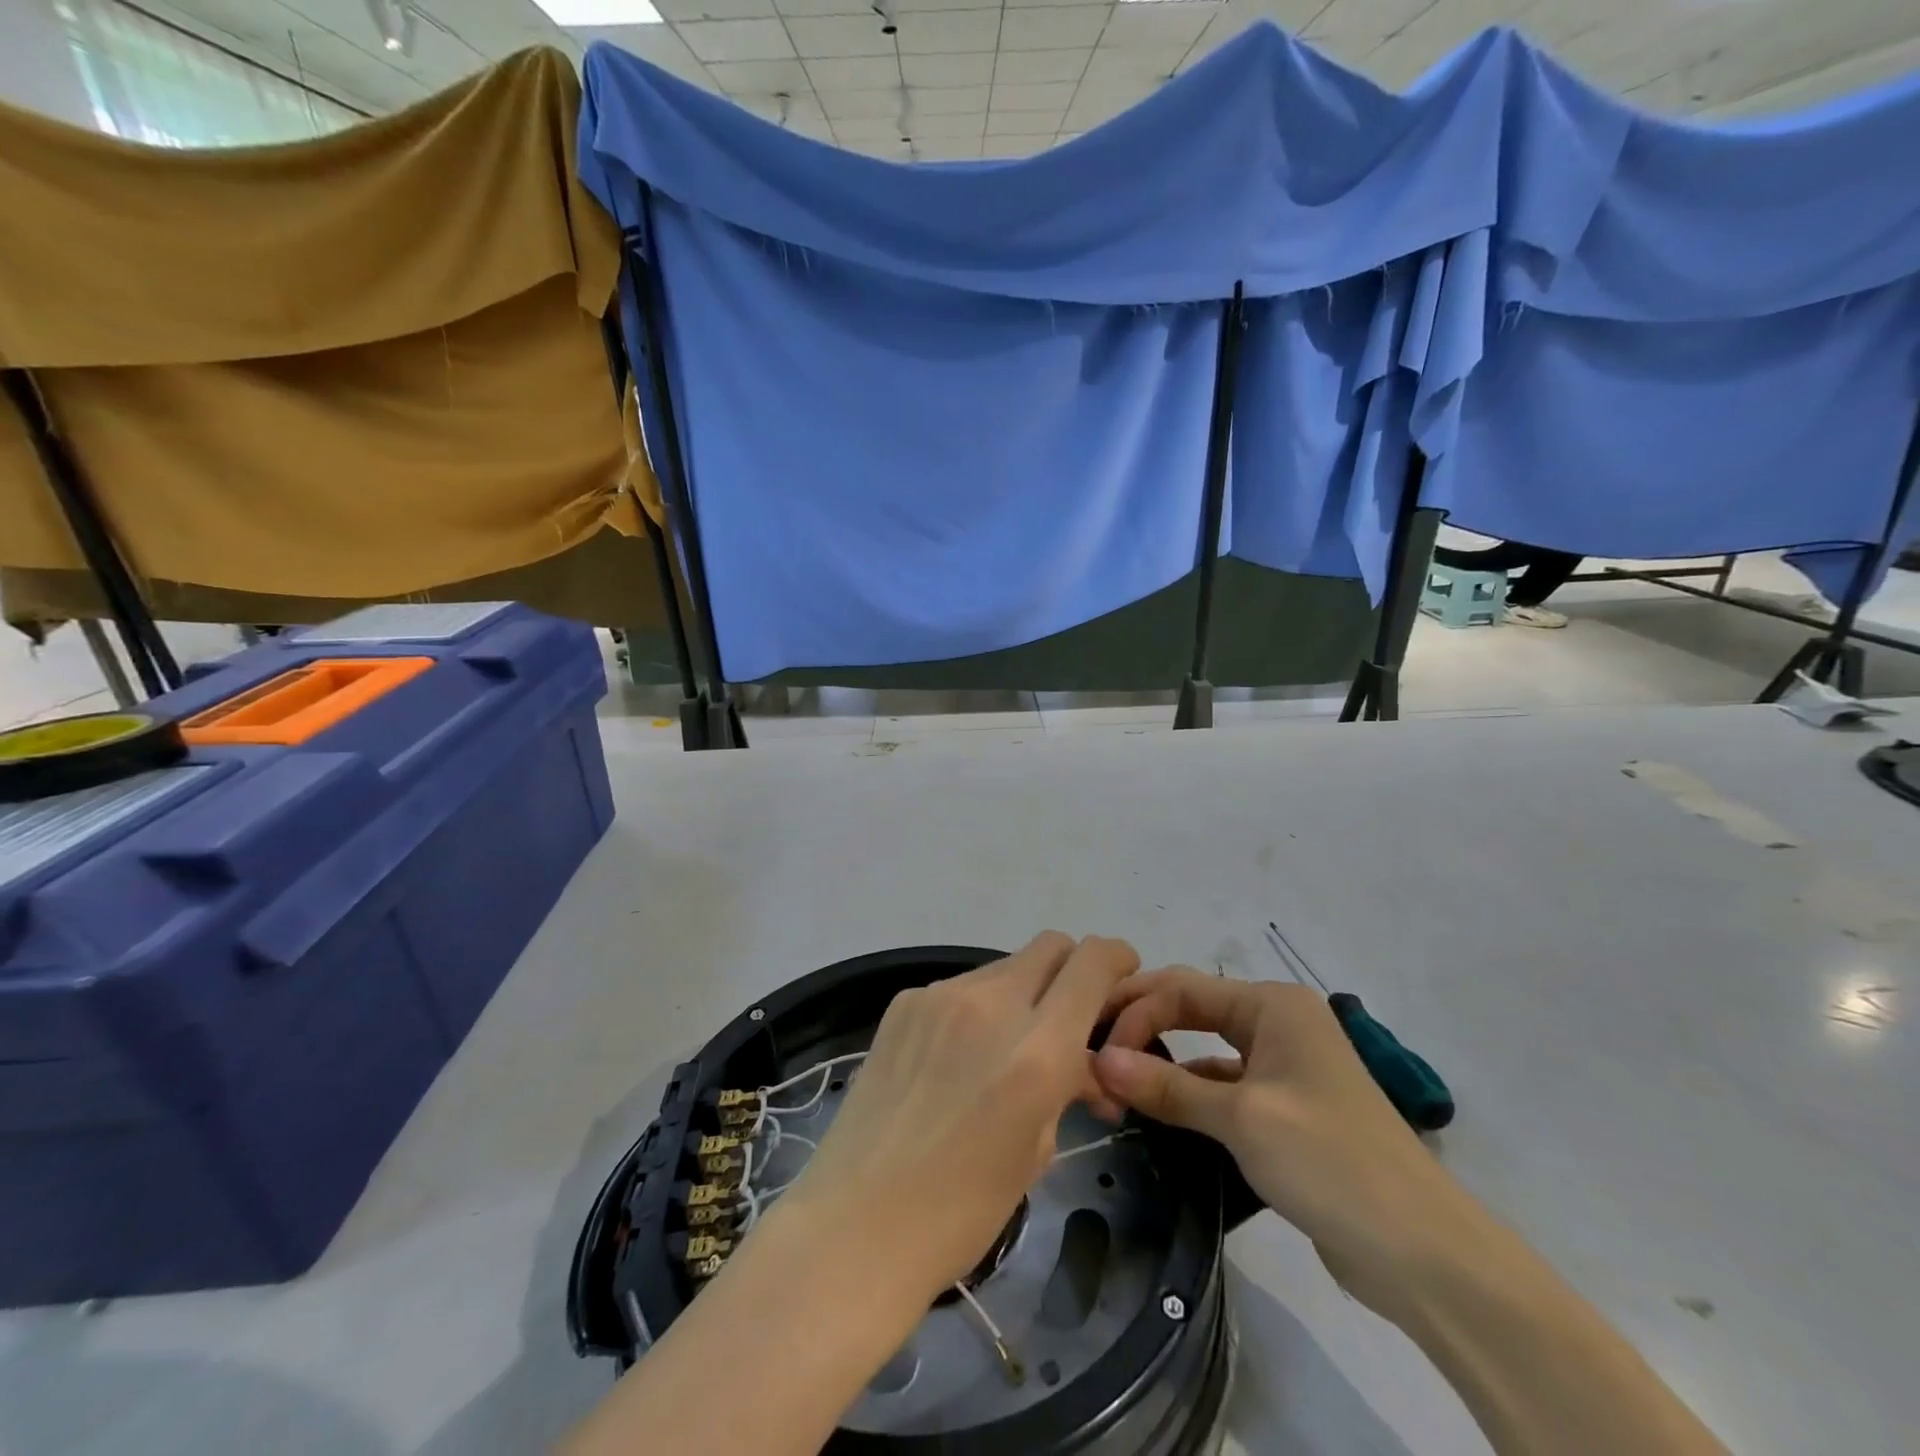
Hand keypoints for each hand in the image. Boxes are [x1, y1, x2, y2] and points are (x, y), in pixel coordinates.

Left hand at [772, 933, 1140, 1309]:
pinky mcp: (904, 1002)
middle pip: (1050, 946)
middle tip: (1068, 1017)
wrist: (856, 1224)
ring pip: (1004, 967)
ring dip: (1021, 994)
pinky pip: (960, 988)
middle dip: (1071, 970)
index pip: (1093, 962)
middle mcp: (991, 1004)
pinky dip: (976, 1010)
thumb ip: (1065, 1086)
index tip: (1121, 975)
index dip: (1117, 957)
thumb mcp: (1037, 1151)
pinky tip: (956, 1059)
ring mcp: (940, 996)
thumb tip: (1080, 1064)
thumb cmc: (961, 1211)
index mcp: (1038, 1049)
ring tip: (1004, 1051)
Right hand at [1092, 968, 1489, 1322]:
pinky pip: (1222, 1084)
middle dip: (1142, 1024)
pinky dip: (1188, 1092)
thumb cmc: (1329, 1161)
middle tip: (1091, 1048)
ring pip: (1204, 1047)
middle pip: (1192, 1007)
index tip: (1096, 1052)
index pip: (1182, 988)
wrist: (1422, 1253)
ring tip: (1113, 1080)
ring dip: (1162, 1061)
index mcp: (1272, 1004)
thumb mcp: (1241, 1119)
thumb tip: (1099, 1061)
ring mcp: (1283, 1065)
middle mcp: (1277, 1022)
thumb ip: (1166, 1087)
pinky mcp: (1284, 1107)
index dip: (1134, 1013)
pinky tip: (1157, 1111)